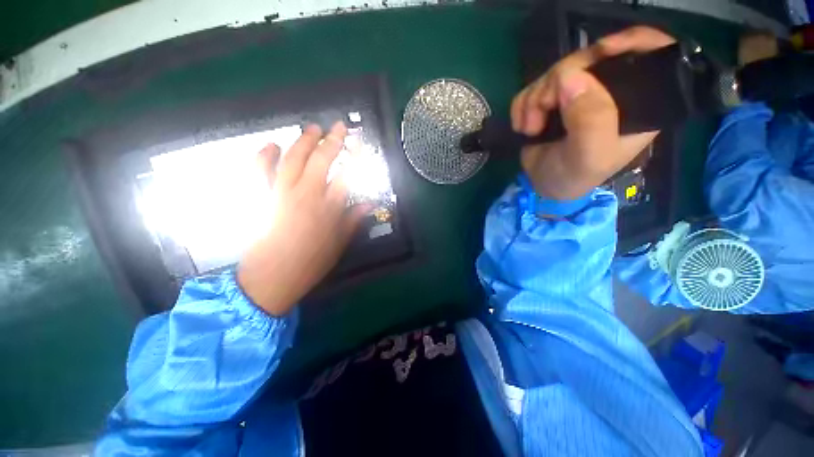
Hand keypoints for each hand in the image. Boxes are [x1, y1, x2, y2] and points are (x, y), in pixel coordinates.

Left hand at [237, 123, 367, 315]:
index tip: (360, 143)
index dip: (355, 157)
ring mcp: (281, 193)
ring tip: (312, 128)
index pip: (347, 174)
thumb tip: (369, 204)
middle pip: (322, 159)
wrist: (272, 277)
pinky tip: (271, 145)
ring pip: (293, 158)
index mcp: (329, 207)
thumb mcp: (339, 243)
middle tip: (339, 126)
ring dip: (304, 140)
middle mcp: (307, 194)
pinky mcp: (261, 197)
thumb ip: (353, 220)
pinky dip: (264, 154)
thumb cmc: (311, 262)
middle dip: (333, 140)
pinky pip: (260, 169)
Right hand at [511, 26, 675, 199]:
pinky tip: (523, 126)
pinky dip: (521, 106)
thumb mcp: (590, 155)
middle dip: (558, 81)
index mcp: (636, 101)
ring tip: (531, 129)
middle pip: (589, 58)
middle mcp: (608, 90)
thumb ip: (591, 119)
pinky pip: (532, 87)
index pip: (651, 53)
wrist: (542, 186)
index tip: (602, 51)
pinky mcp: (550, 100)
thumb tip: (569, 78)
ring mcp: (576, 93)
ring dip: (534, 100)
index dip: (630, 42)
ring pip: (555, 72)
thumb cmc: (574, 176)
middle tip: (542, 110)